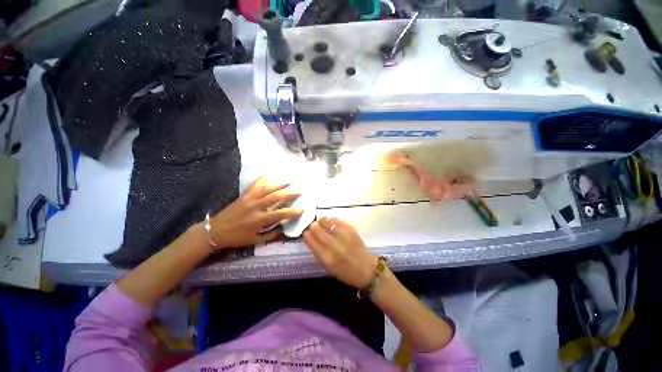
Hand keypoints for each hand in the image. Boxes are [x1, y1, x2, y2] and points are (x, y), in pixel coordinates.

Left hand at [210, 176, 302, 247]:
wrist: (215, 231)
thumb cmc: (236, 237)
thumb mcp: (255, 241)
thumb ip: (271, 235)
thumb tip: (283, 229)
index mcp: (260, 220)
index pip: (280, 214)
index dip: (292, 212)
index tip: (301, 209)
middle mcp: (257, 207)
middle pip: (276, 197)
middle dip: (289, 193)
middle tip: (299, 191)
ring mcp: (250, 199)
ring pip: (267, 189)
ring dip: (279, 184)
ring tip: (289, 181)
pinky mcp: (244, 195)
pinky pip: (254, 185)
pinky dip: (262, 179)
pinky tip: (268, 175)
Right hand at [303, 217, 377, 287]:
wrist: (366, 269)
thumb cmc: (345, 272)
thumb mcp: (329, 268)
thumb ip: (319, 253)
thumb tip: (311, 238)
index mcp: (327, 258)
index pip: (312, 242)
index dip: (307, 236)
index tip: (305, 233)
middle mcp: (334, 246)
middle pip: (318, 231)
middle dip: (313, 227)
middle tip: (312, 226)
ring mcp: (343, 236)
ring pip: (327, 223)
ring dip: (321, 221)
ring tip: (320, 221)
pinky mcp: (351, 230)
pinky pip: (337, 221)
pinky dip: (331, 220)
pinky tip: (329, 221)